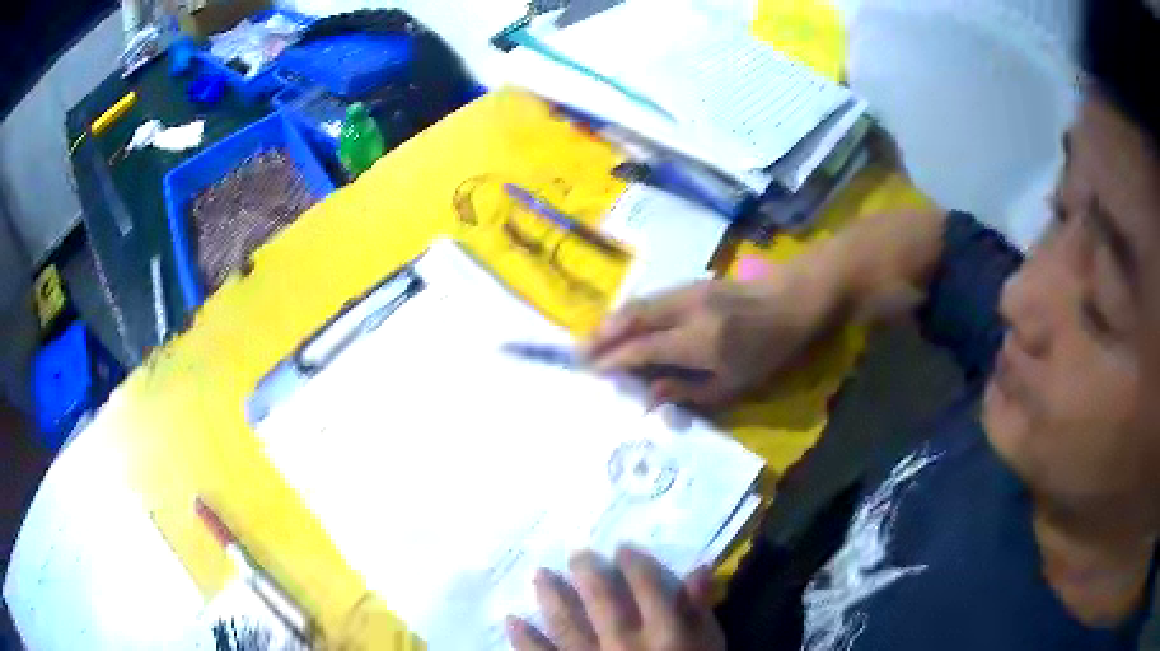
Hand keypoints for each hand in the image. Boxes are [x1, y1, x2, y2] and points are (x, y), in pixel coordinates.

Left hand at [507, 548, 724, 650]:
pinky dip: (525, 639)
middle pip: (601, 599)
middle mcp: (623, 642)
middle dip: (587, 572)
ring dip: (550, 597)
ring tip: (539, 574)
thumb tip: (700, 569)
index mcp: (663, 632)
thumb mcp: (709, 645)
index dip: (633, 563)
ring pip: (566, 623)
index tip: (621, 548)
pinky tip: (512, 620)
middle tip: (576, 552)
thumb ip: (700, 611)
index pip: (646, 586)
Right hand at [586, 275, 828, 407]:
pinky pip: (651, 298)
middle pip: (632, 319)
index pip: (643, 350)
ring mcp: (688, 292)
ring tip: (591, 338)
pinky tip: (622, 324)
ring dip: (611, 321)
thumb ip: (687, 391)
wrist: (791, 302)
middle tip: (577, 352)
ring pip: (639, 304)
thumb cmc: (769, 352)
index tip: (592, 371)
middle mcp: (686, 311)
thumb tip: (648, 395)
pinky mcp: (692, 283)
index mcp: (699, 341)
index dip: (614, 360)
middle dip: (601, 335)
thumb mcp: (734, 384)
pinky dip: (630, 312)